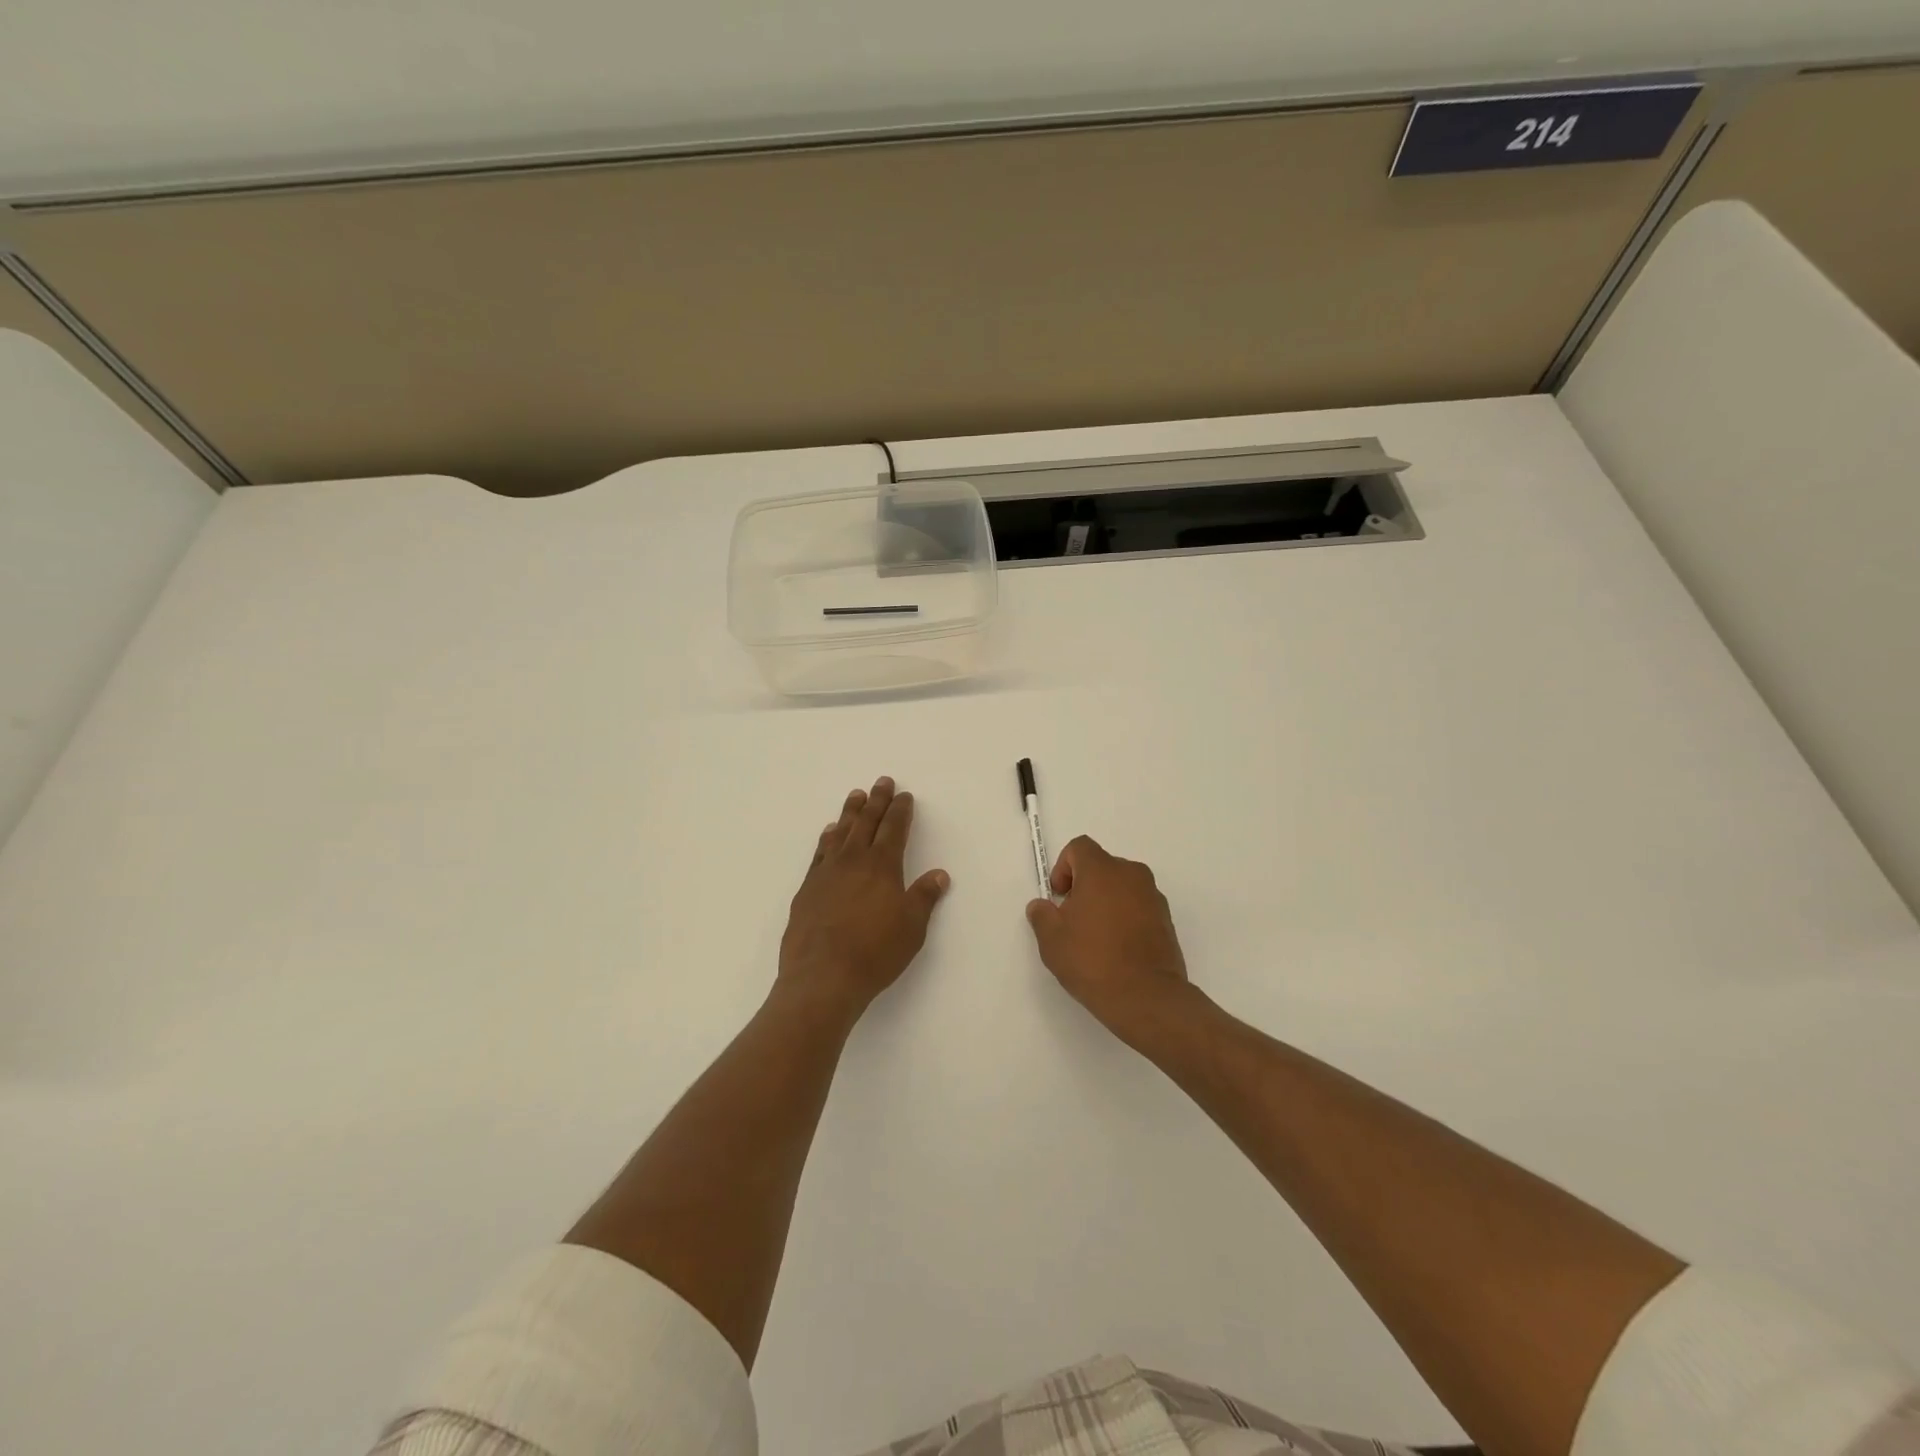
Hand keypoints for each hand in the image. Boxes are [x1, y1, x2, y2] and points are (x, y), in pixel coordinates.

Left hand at [779, 777, 949, 1019]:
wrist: (822, 976)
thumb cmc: (875, 952)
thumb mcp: (912, 927)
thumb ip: (924, 897)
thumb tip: (939, 874)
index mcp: (882, 866)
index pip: (894, 829)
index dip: (900, 810)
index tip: (904, 795)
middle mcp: (853, 861)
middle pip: (866, 822)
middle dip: (876, 800)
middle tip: (881, 781)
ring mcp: (826, 873)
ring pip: (840, 833)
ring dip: (850, 813)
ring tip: (855, 795)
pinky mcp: (807, 889)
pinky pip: (819, 853)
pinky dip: (827, 838)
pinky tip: (829, 834)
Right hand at [1025, 835, 1194, 1043]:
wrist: (1146, 997)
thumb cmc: (1092, 960)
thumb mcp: (1052, 940)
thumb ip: (1042, 915)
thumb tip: (1042, 906)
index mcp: (1102, 870)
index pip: (1079, 848)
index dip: (1063, 867)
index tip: (1059, 897)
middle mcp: (1131, 875)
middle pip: (1102, 866)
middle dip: (1084, 886)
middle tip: (1073, 919)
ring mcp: (1153, 897)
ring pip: (1122, 887)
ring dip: (1106, 901)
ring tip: (1096, 937)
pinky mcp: (1167, 920)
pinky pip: (1139, 906)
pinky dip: (1126, 917)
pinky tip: (1117, 949)